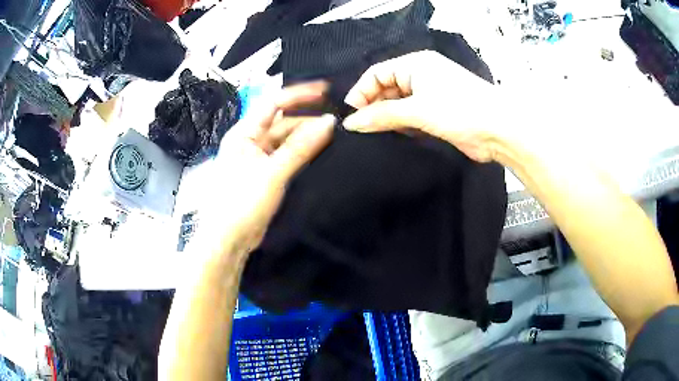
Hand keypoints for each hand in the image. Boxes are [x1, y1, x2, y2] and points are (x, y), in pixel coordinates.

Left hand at [202, 82, 334, 254]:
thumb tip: (328, 122)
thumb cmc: (241, 203)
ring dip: (306, 137)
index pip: (274, 103)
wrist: (228, 239)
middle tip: (336, 120)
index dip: (299, 95)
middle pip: (283, 122)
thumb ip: (301, 147)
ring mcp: (258, 158)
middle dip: (307, 118)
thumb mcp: (273, 172)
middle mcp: (250, 141)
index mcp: (244, 133)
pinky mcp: (265, 174)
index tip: (326, 91)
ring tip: (333, 135)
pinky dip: (302, 153)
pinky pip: (286, 156)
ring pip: (286, 140)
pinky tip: (320, 153)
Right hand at [343, 50, 501, 162]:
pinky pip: (411, 117)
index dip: (361, 92)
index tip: (351, 115)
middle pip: (386, 89)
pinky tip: (399, 137)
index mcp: (415, 64)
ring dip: (388, 118)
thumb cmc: (463, 110)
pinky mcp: (437, 114)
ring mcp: (430, 95)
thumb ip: (382, 115)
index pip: (377, 73)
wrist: (500, 131)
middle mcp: (421, 76)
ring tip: (378, 134)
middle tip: (363, 128)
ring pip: (398, 105)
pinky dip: (403, 127)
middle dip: (374, 107)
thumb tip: (352, 122)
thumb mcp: (418, 110)